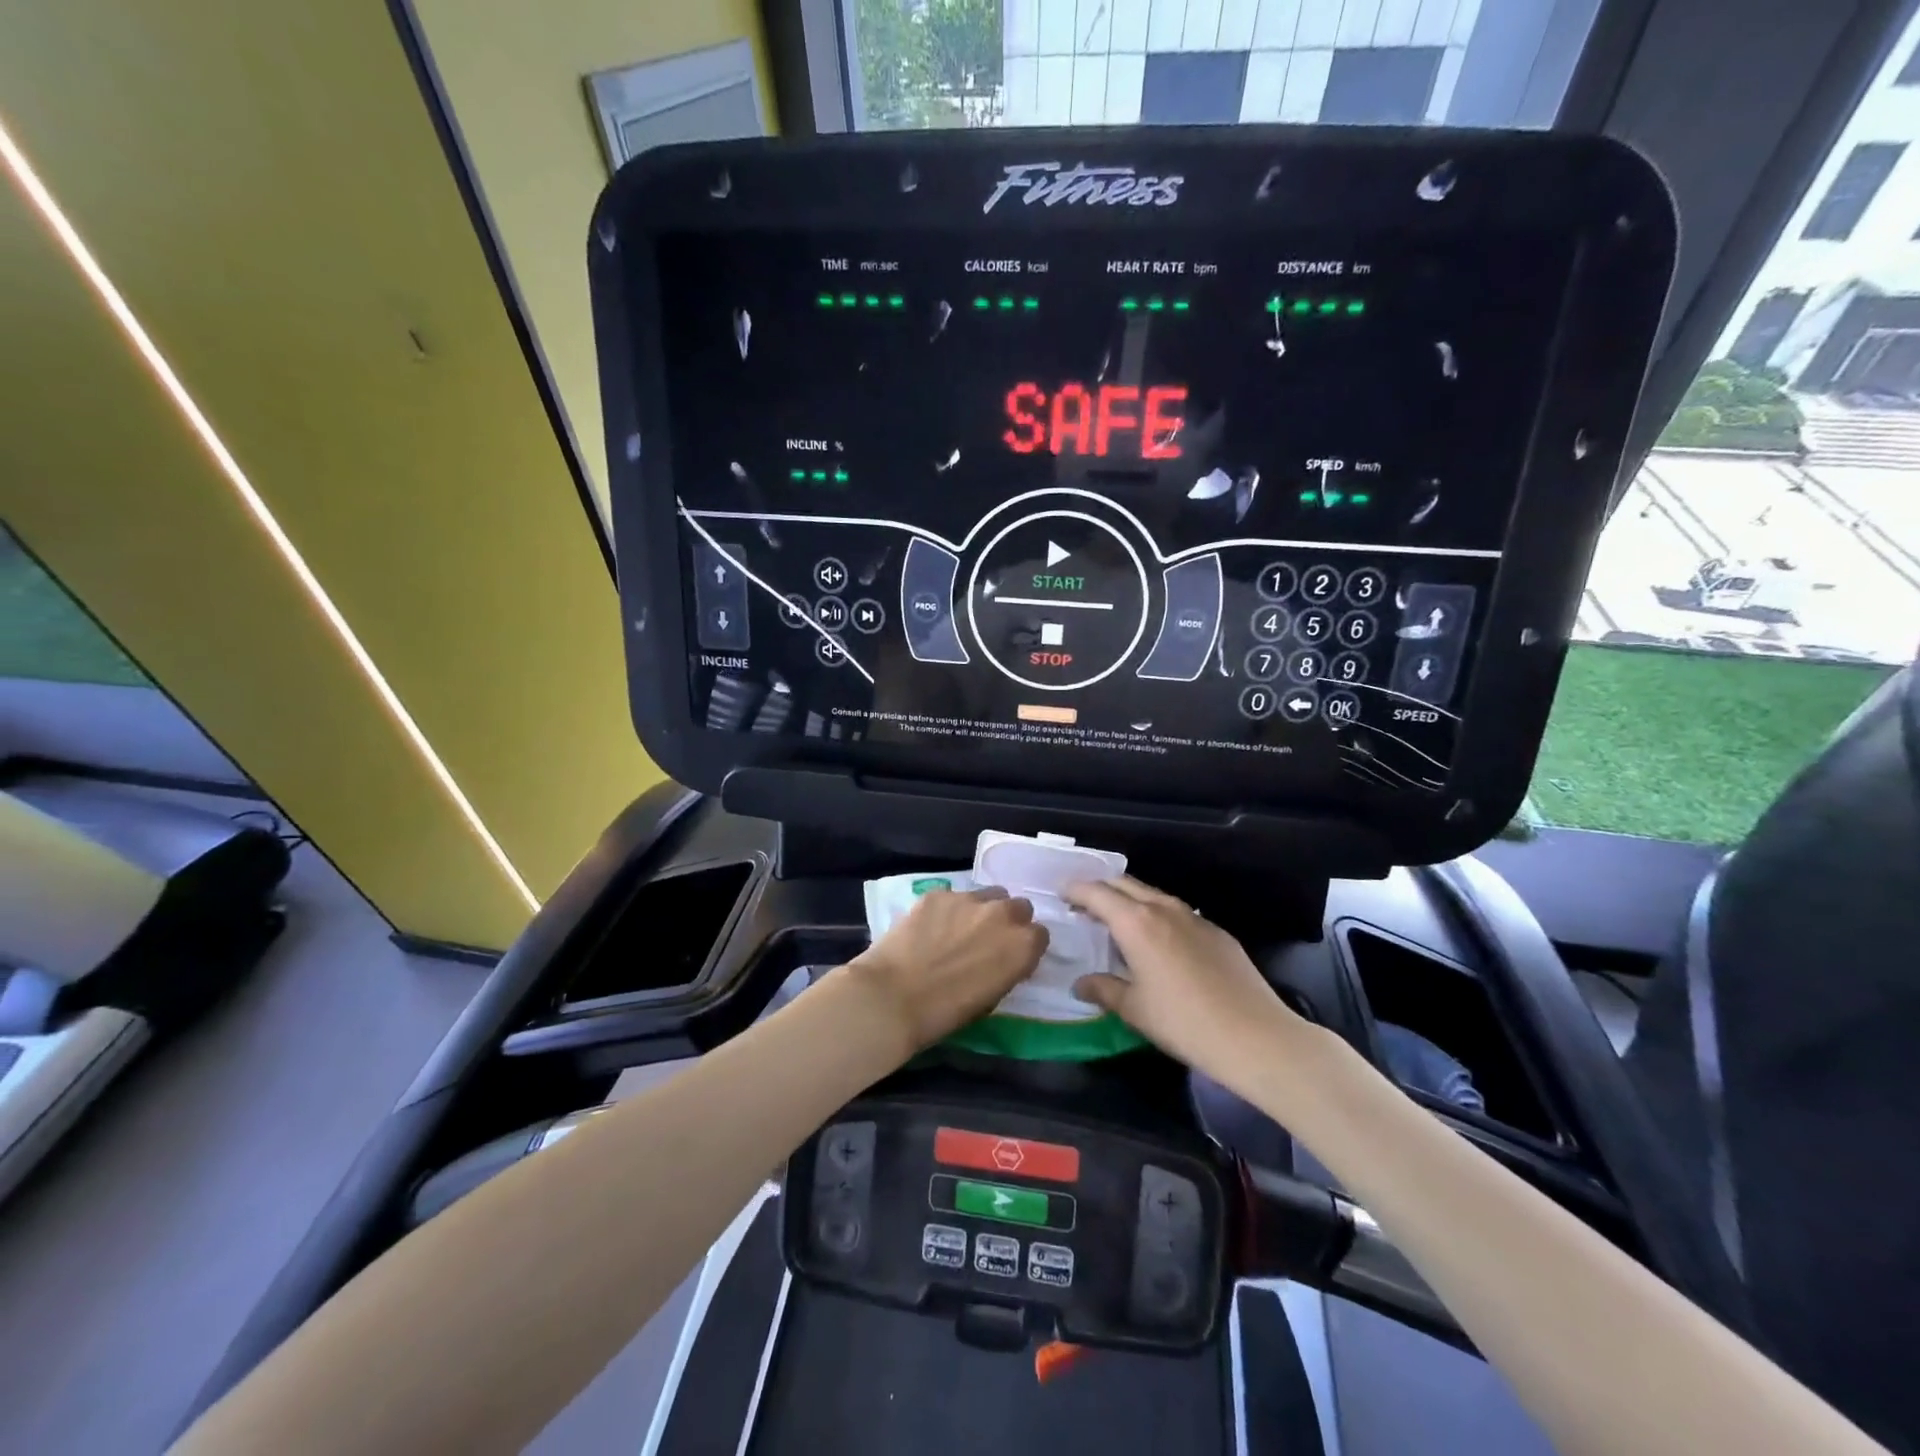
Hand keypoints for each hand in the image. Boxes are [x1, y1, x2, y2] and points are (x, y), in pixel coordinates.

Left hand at [846, 887, 1047, 1055]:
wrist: (893, 998)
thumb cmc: (945, 1013)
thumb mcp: (991, 998)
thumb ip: (1006, 969)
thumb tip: (1002, 959)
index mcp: (1022, 945)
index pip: (1039, 935)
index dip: (1025, 946)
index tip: (1011, 956)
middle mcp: (1002, 914)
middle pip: (1018, 907)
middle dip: (1008, 921)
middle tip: (987, 940)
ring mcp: (969, 899)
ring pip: (987, 895)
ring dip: (981, 910)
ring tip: (957, 930)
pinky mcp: (938, 893)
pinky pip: (952, 897)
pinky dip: (947, 910)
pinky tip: (928, 928)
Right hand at [1063, 876, 1294, 1075]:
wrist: (1255, 1036)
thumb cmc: (1184, 1022)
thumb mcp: (1134, 1010)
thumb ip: (1103, 990)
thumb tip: (1080, 984)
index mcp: (1136, 922)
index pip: (1096, 892)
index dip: (1075, 890)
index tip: (1061, 893)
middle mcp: (1163, 909)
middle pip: (1124, 884)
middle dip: (1099, 889)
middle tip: (1083, 905)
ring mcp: (1193, 917)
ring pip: (1152, 894)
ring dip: (1129, 900)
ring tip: (1116, 920)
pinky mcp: (1216, 931)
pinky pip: (1176, 911)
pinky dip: (1156, 915)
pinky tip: (1158, 941)